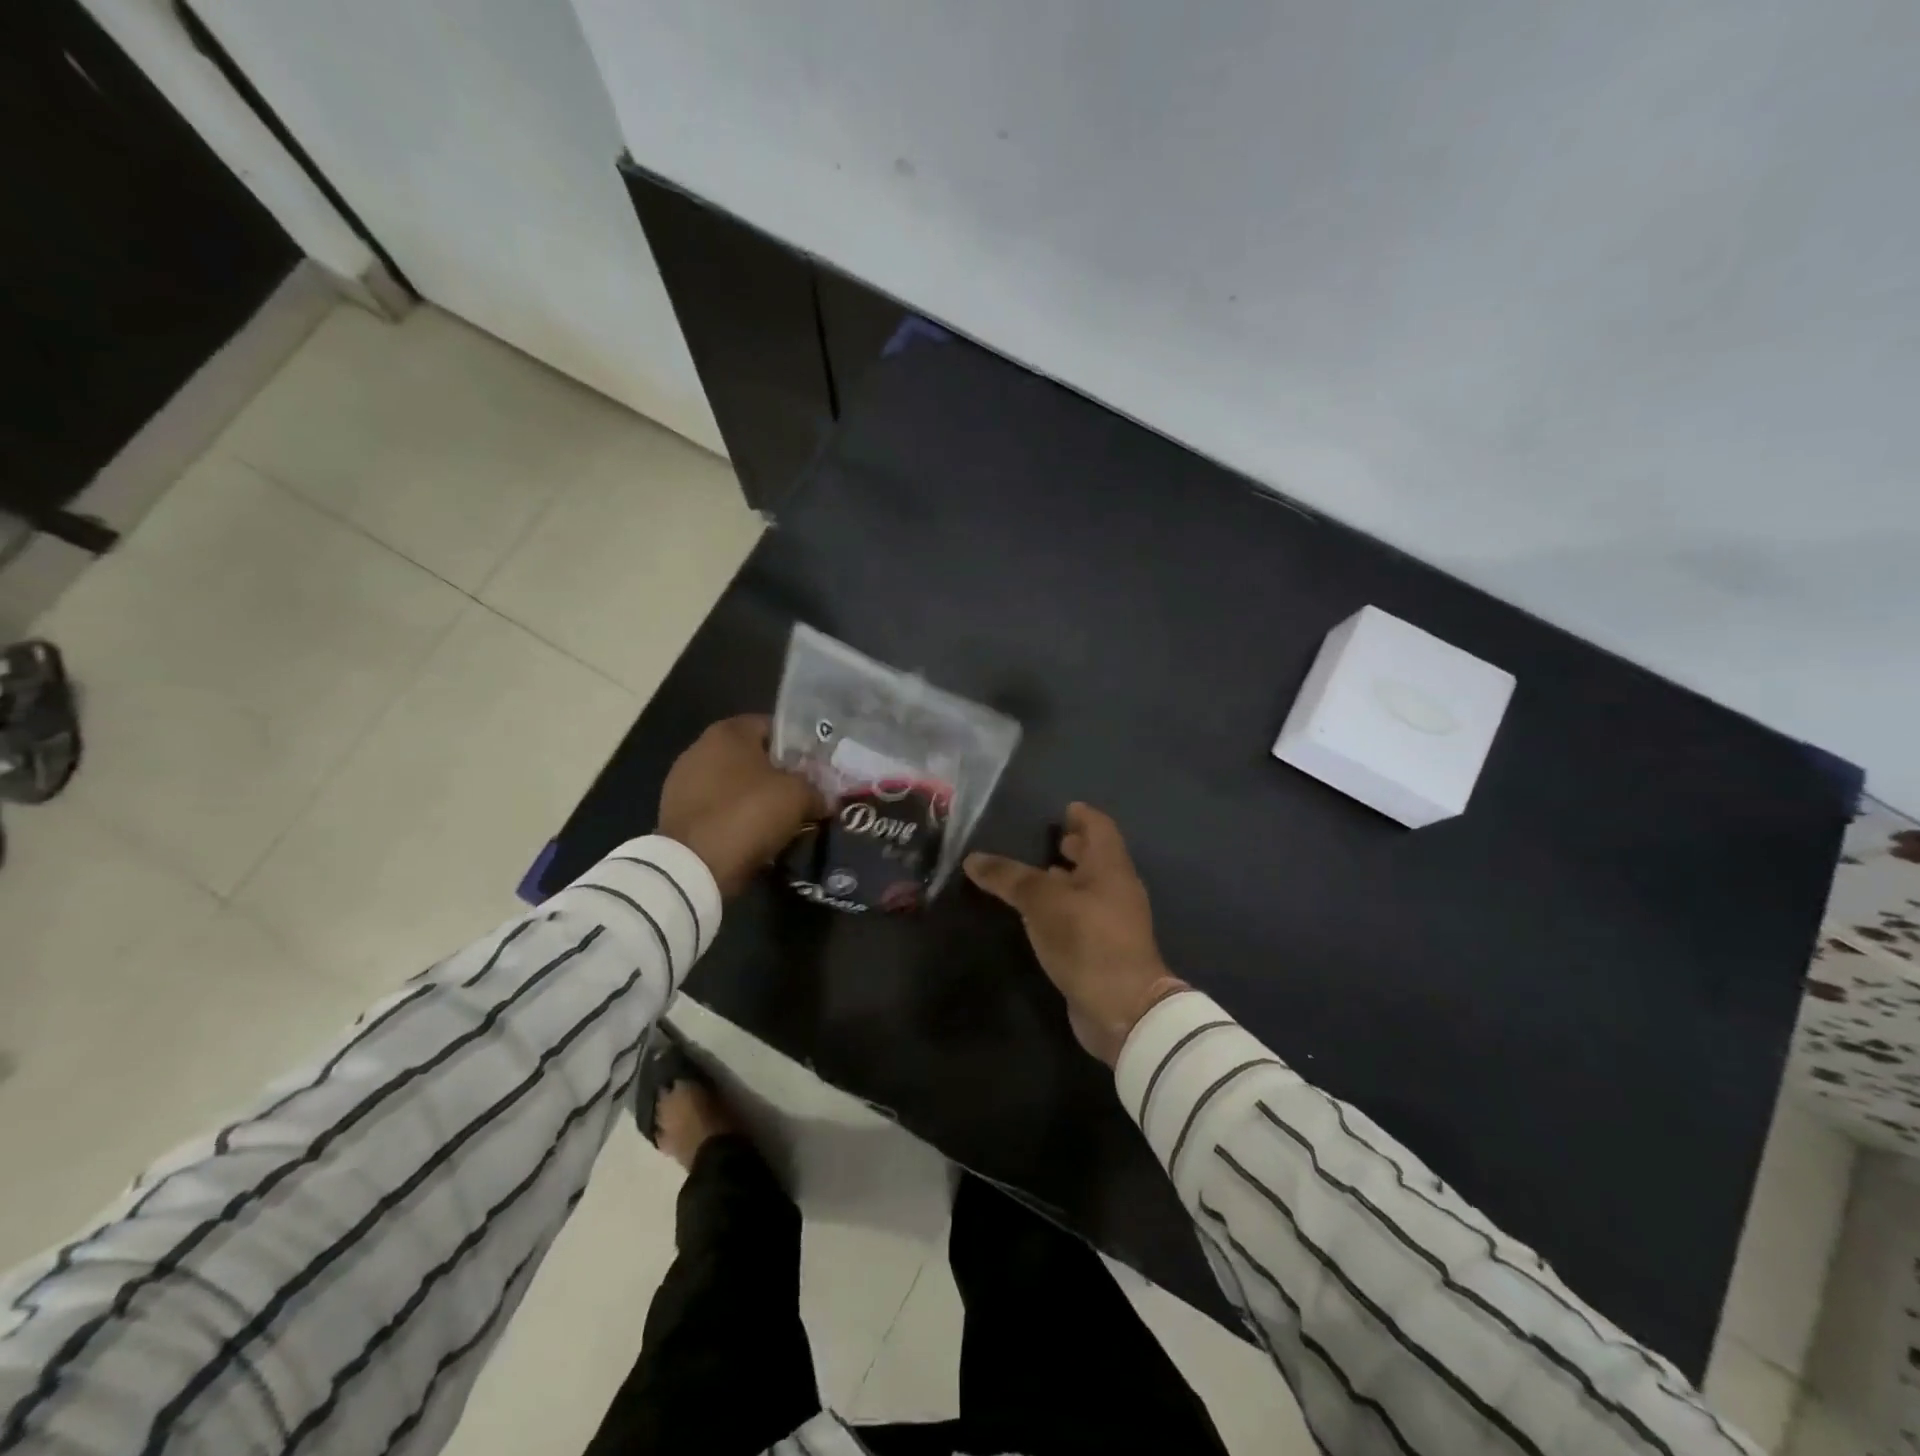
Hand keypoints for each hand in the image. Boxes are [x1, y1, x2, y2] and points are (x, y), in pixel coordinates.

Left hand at [658, 716, 825, 897]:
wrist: (693, 867)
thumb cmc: (748, 814)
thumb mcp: (799, 797)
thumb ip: (817, 790)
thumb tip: (825, 799)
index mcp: (729, 731)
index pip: (774, 727)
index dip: (800, 746)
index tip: (817, 769)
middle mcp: (700, 747)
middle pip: (753, 756)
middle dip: (779, 775)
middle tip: (804, 795)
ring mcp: (683, 781)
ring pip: (735, 784)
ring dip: (757, 798)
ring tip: (782, 820)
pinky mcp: (676, 813)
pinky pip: (719, 808)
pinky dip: (736, 818)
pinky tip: (754, 836)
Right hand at [965, 803, 1189, 1065]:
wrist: (1123, 1008)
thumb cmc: (1087, 939)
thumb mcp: (1041, 901)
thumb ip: (1008, 877)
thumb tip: (972, 859)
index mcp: (1110, 866)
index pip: (1099, 827)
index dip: (1082, 815)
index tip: (1064, 809)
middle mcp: (1117, 888)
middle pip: (1097, 856)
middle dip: (1075, 846)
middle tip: (1048, 837)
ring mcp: (1114, 921)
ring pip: (1090, 888)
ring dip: (1068, 878)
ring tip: (1038, 873)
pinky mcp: (1105, 949)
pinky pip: (1083, 916)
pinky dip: (1065, 907)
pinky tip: (1042, 915)